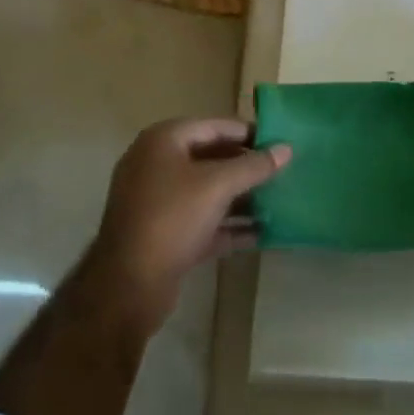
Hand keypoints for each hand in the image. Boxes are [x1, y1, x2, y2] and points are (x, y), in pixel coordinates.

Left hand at [88, 117, 290, 328]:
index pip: (214, 126)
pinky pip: (202, 220)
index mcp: (163, 141)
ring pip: (207, 191)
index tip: (279, 142)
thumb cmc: (172, 218)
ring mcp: (157, 201)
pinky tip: (261, 233)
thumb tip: (286, 149)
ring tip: (278, 201)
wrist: (127, 288)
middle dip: (246, 167)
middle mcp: (157, 165)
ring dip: (240, 198)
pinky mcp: (163, 235)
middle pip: (211, 158)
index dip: (248, 133)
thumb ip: (253, 166)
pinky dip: (228, 225)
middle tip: (282, 172)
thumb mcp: (217, 186)